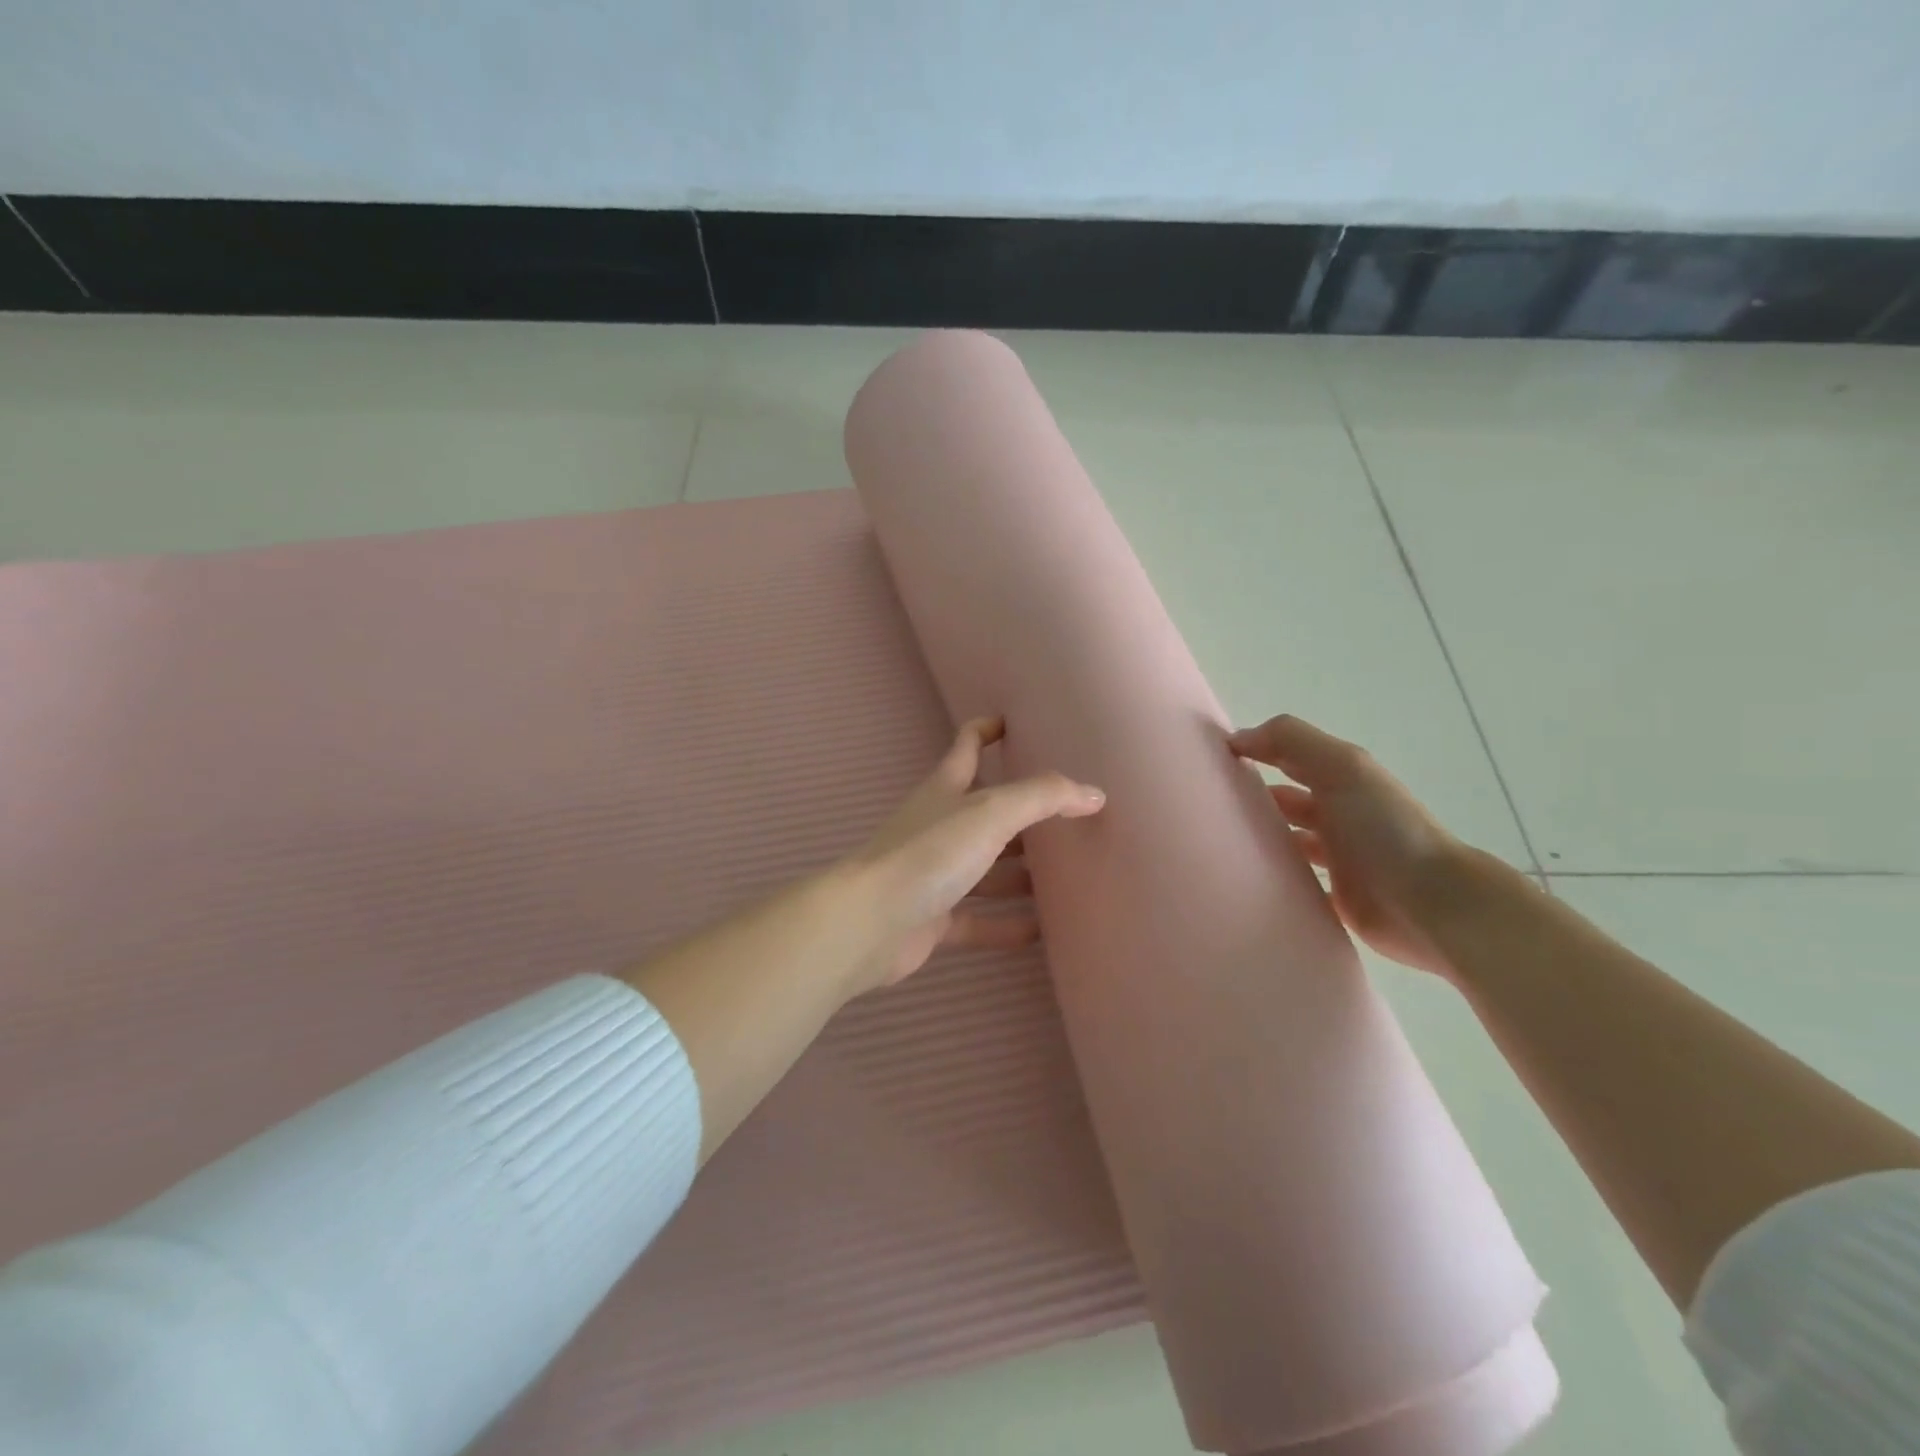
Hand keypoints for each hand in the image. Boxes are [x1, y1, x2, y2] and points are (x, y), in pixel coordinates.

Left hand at [840, 717, 1104, 990]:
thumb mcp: (991, 812)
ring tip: (1067, 879)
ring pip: (986, 869)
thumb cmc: (930, 852)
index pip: (967, 746)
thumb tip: (1093, 793)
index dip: (987, 730)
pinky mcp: (934, 919)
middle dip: (1022, 814)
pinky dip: (1007, 925)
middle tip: (1068, 818)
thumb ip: (1044, 797)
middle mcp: (939, 826)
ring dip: (1020, 874)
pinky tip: (1042, 932)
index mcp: (946, 789)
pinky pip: (979, 920)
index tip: (1014, 724)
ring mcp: (934, 874)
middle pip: (986, 813)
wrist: (870, 922)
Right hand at [1229, 715, 1468, 977]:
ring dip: (1261, 840)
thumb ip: (1292, 741)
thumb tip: (1237, 738)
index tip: (1211, 760)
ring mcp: (1340, 859)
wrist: (1433, 904)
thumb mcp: (1343, 767)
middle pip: (1287, 800)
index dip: (1256, 751)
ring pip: (1289, 842)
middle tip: (1206, 808)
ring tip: (1218, 845)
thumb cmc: (1385, 829)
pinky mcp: (1338, 899)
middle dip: (1252, 799)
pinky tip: (1245, 882)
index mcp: (1342, 780)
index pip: (1290, 757)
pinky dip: (1275, 881)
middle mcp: (1340, 815)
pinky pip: (1297, 886)